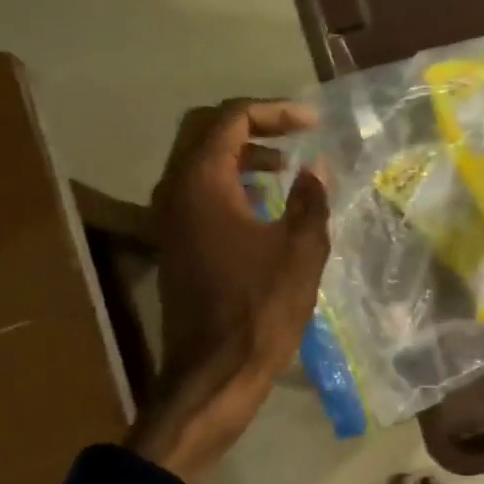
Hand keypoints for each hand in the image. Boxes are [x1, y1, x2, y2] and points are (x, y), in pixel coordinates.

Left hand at [127, 99, 330, 483]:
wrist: (213, 372)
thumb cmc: (259, 309)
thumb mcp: (300, 250)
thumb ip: (310, 199)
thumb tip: (315, 168)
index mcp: (201, 182)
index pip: (231, 119)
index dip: (274, 111)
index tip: (313, 122)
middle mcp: (174, 190)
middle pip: (205, 131)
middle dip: (252, 125)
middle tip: (293, 132)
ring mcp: (168, 218)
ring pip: (198, 161)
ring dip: (239, 154)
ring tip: (284, 167)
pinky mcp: (174, 242)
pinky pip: (197, 191)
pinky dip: (229, 182)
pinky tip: (262, 204)